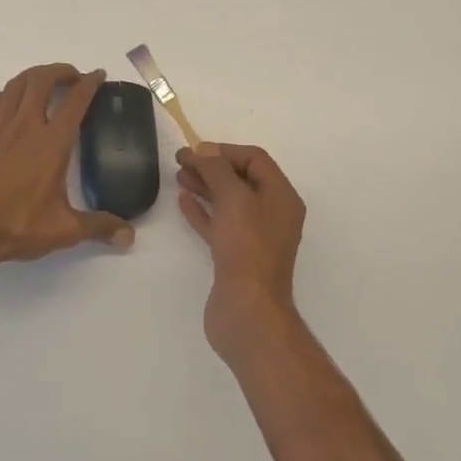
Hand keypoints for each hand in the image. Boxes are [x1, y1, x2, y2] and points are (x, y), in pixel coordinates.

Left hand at [0, 63, 133, 268]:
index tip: (98, 75)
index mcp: (52, 143)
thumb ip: (98, 227)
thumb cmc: (15, 226)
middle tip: (73, 77)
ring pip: (16, 85)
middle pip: (42, 80)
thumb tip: (129, 236)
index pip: (75, 102)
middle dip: (60, 71)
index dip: (89, 84)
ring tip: (45, 82)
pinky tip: (10, 101)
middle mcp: (25, 126)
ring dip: (34, 76)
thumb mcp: (63, 230)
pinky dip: (7, 94)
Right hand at [175, 143, 306, 361]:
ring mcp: (254, 238)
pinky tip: (183, 201)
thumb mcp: (234, 199)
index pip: (255, 160)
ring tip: (179, 176)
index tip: (195, 151)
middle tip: (180, 161)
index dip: (225, 151)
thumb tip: (205, 150)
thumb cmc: (246, 248)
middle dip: (212, 167)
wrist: (247, 310)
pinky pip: (219, 225)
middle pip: (241, 179)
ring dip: (205, 186)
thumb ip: (218, 170)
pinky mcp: (236, 257)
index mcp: (281, 197)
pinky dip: (202, 211)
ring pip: (228, 202)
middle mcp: (272, 214)